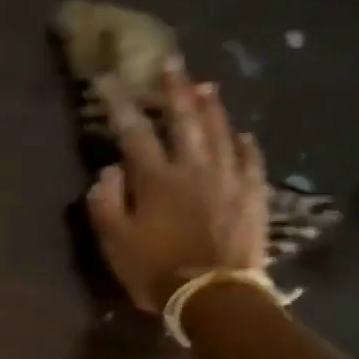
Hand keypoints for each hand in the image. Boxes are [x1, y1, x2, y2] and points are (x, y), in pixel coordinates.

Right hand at [85, 71, 268, 311]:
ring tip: (206, 84)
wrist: (213, 296)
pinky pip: (250, 160)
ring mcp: (228, 178)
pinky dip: (244, 144)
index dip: (119, 103)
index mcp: (156, 178)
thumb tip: (110, 169)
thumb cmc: (156, 270)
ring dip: (211, 106)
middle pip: (184, 119)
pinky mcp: (252, 195)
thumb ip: (106, 201)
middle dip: (174, 89)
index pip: (134, 131)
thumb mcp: (114, 241)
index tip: (108, 79)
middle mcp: (193, 167)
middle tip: (171, 62)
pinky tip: (242, 133)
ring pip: (220, 131)